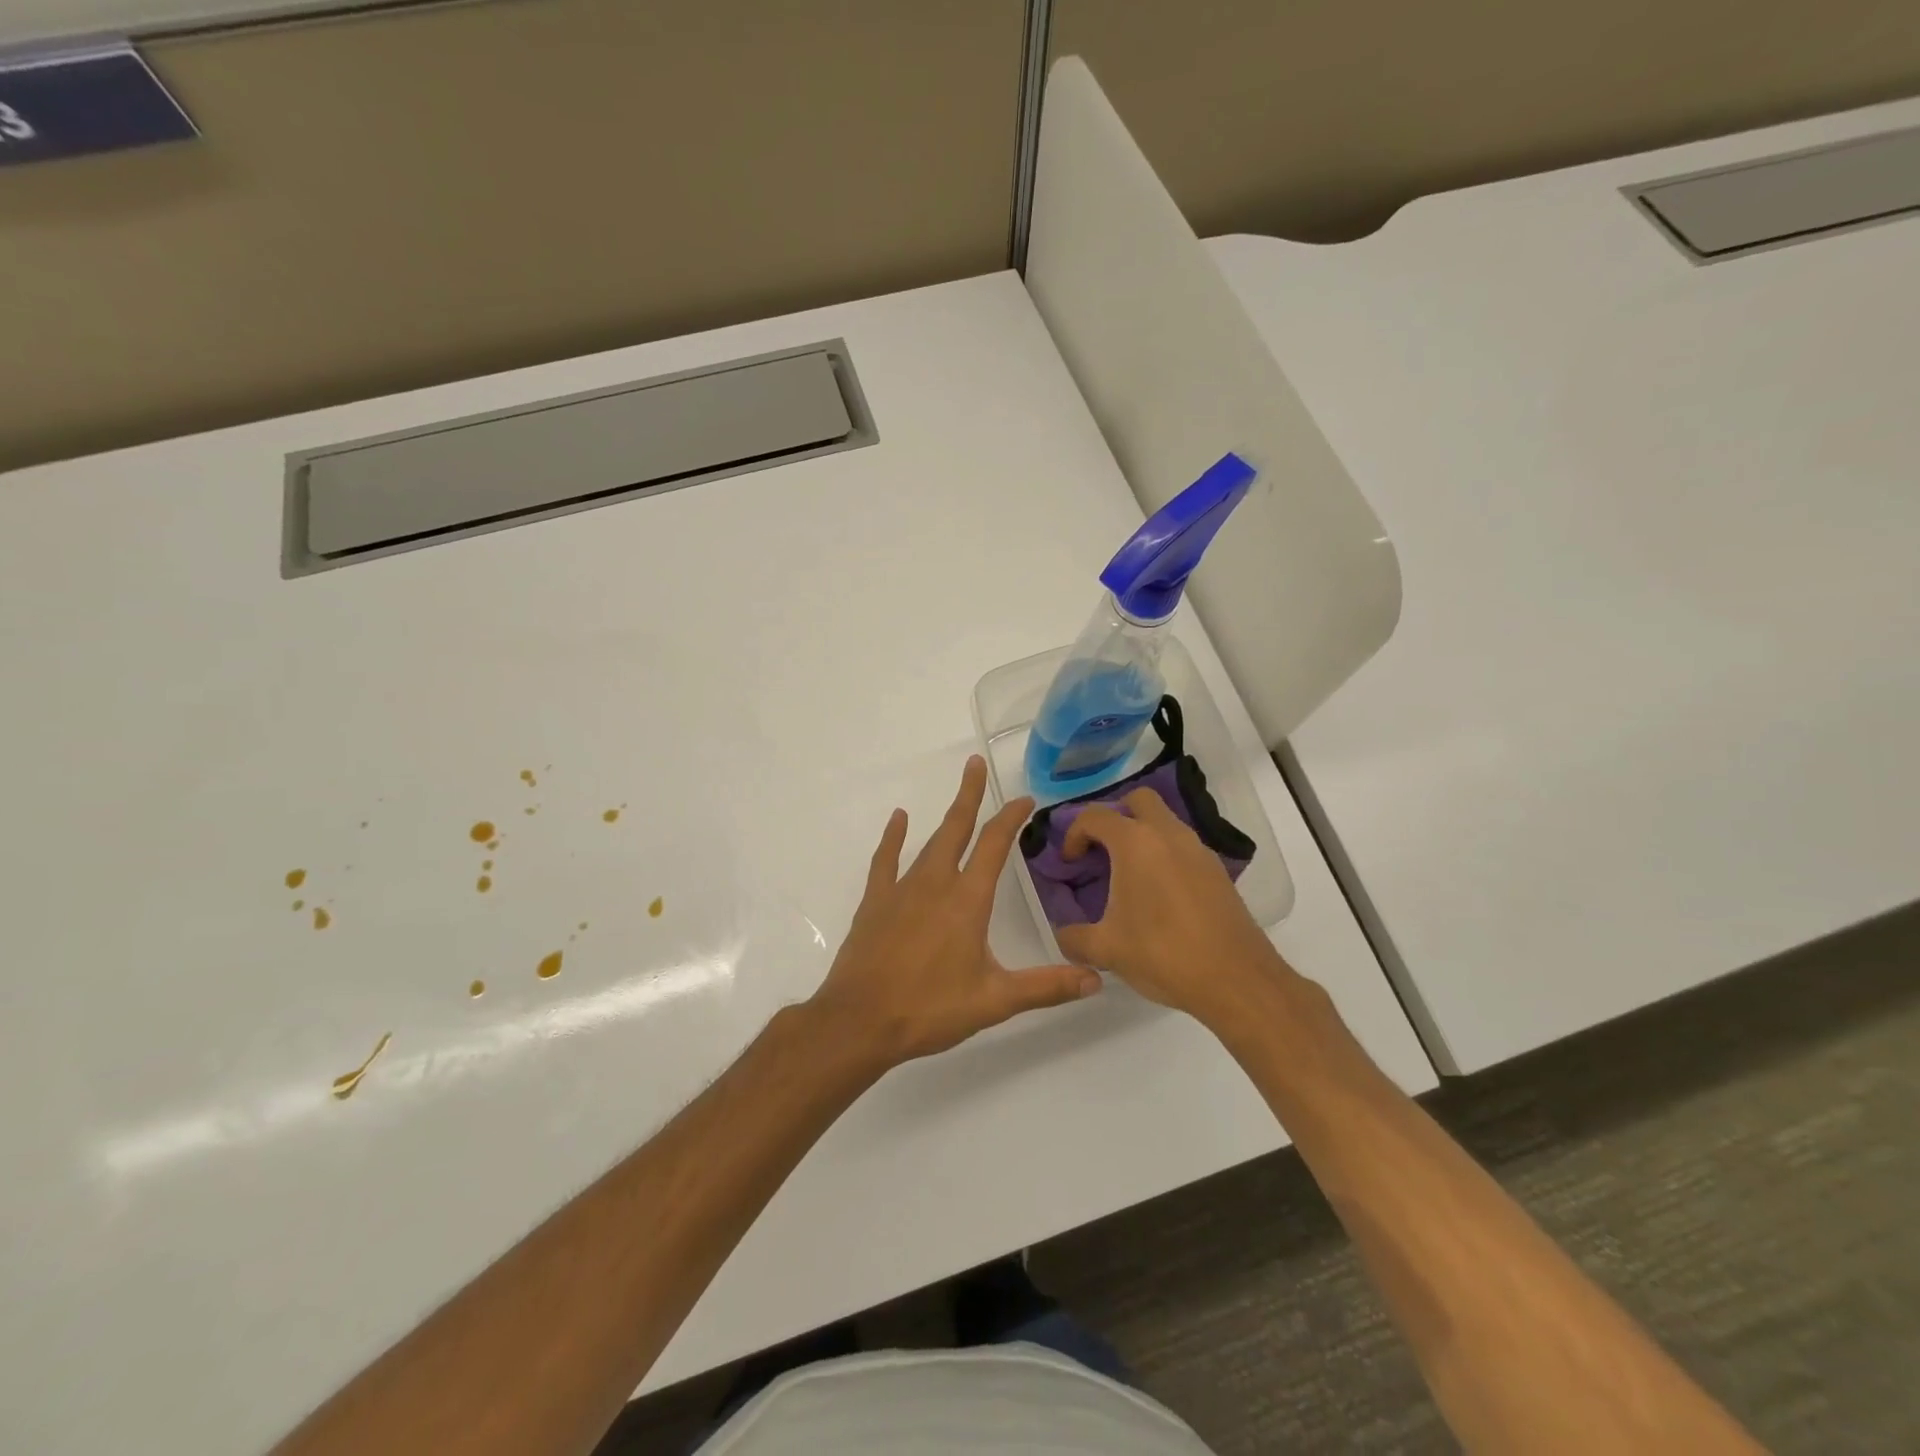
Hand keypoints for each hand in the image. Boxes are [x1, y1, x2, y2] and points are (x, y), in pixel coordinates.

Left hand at [807, 756, 1101, 1067]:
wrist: (860, 1021)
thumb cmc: (930, 1009)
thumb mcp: (994, 1000)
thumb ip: (1046, 987)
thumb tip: (1095, 979)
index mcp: (967, 900)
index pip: (994, 846)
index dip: (1011, 818)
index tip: (1024, 800)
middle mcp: (935, 883)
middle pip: (957, 828)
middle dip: (970, 795)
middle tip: (975, 763)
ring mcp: (901, 889)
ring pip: (928, 842)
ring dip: (945, 816)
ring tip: (958, 794)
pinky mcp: (875, 901)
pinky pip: (886, 860)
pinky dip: (893, 837)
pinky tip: (899, 819)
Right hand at [1054, 787, 1287, 1026]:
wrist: (1236, 980)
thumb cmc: (1163, 954)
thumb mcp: (1106, 950)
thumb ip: (1073, 937)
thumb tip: (1063, 933)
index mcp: (1135, 843)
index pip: (1095, 816)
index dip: (1074, 834)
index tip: (1070, 863)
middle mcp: (1168, 834)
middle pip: (1138, 800)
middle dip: (1115, 817)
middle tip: (1102, 851)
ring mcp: (1198, 850)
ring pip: (1166, 821)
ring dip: (1143, 835)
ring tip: (1128, 876)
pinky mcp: (1218, 870)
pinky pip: (1184, 846)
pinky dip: (1166, 855)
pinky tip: (1159, 895)